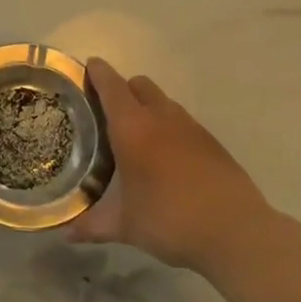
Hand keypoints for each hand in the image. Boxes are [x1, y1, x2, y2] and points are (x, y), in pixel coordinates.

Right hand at [68, 57, 300, 273]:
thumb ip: (92, 225)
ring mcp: (192, 128)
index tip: (87, 67)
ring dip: (147, 108)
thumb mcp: (125, 226)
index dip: (98, 73)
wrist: (235, 232)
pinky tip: (165, 159)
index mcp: (134, 128)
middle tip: (105, 111)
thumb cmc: (170, 220)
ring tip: (135, 137)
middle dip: (122, 89)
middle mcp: (162, 118)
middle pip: (139, 85)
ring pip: (163, 102)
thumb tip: (65, 234)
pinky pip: (182, 122)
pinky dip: (168, 128)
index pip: (112, 86)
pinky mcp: (212, 143)